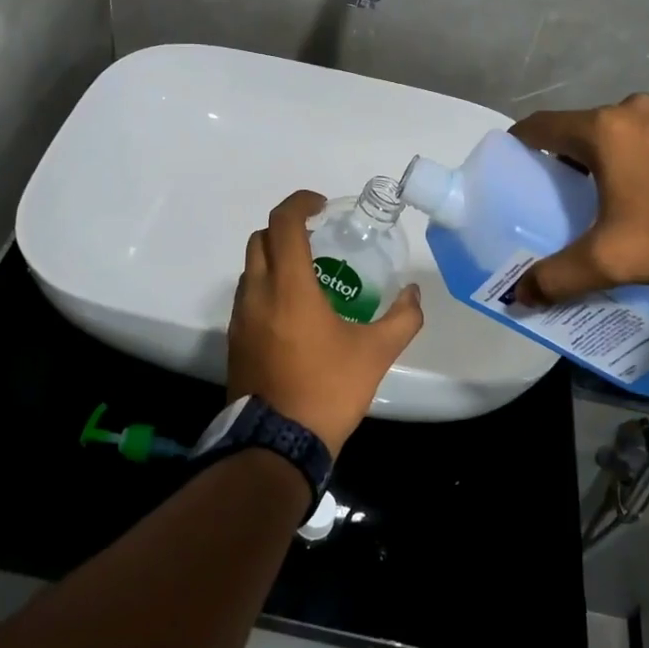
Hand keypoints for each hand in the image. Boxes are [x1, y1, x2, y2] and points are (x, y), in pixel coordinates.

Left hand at [227, 191, 424, 457]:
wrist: (276, 444)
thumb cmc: (327, 389)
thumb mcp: (376, 353)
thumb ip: (403, 318)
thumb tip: (413, 293)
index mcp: (288, 286)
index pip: (283, 223)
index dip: (300, 203)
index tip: (322, 206)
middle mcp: (256, 293)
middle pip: (261, 239)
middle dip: (287, 229)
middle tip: (318, 239)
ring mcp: (239, 317)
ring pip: (250, 268)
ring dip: (275, 259)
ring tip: (309, 276)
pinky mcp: (234, 340)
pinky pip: (247, 296)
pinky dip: (267, 286)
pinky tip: (294, 312)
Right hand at [508, 94, 648, 302]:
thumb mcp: (612, 260)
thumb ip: (558, 277)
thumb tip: (518, 296)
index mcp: (602, 130)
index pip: (541, 125)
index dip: (520, 141)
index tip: (513, 162)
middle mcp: (635, 108)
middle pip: (584, 128)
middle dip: (569, 156)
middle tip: (566, 193)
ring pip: (625, 130)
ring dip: (613, 154)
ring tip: (618, 193)